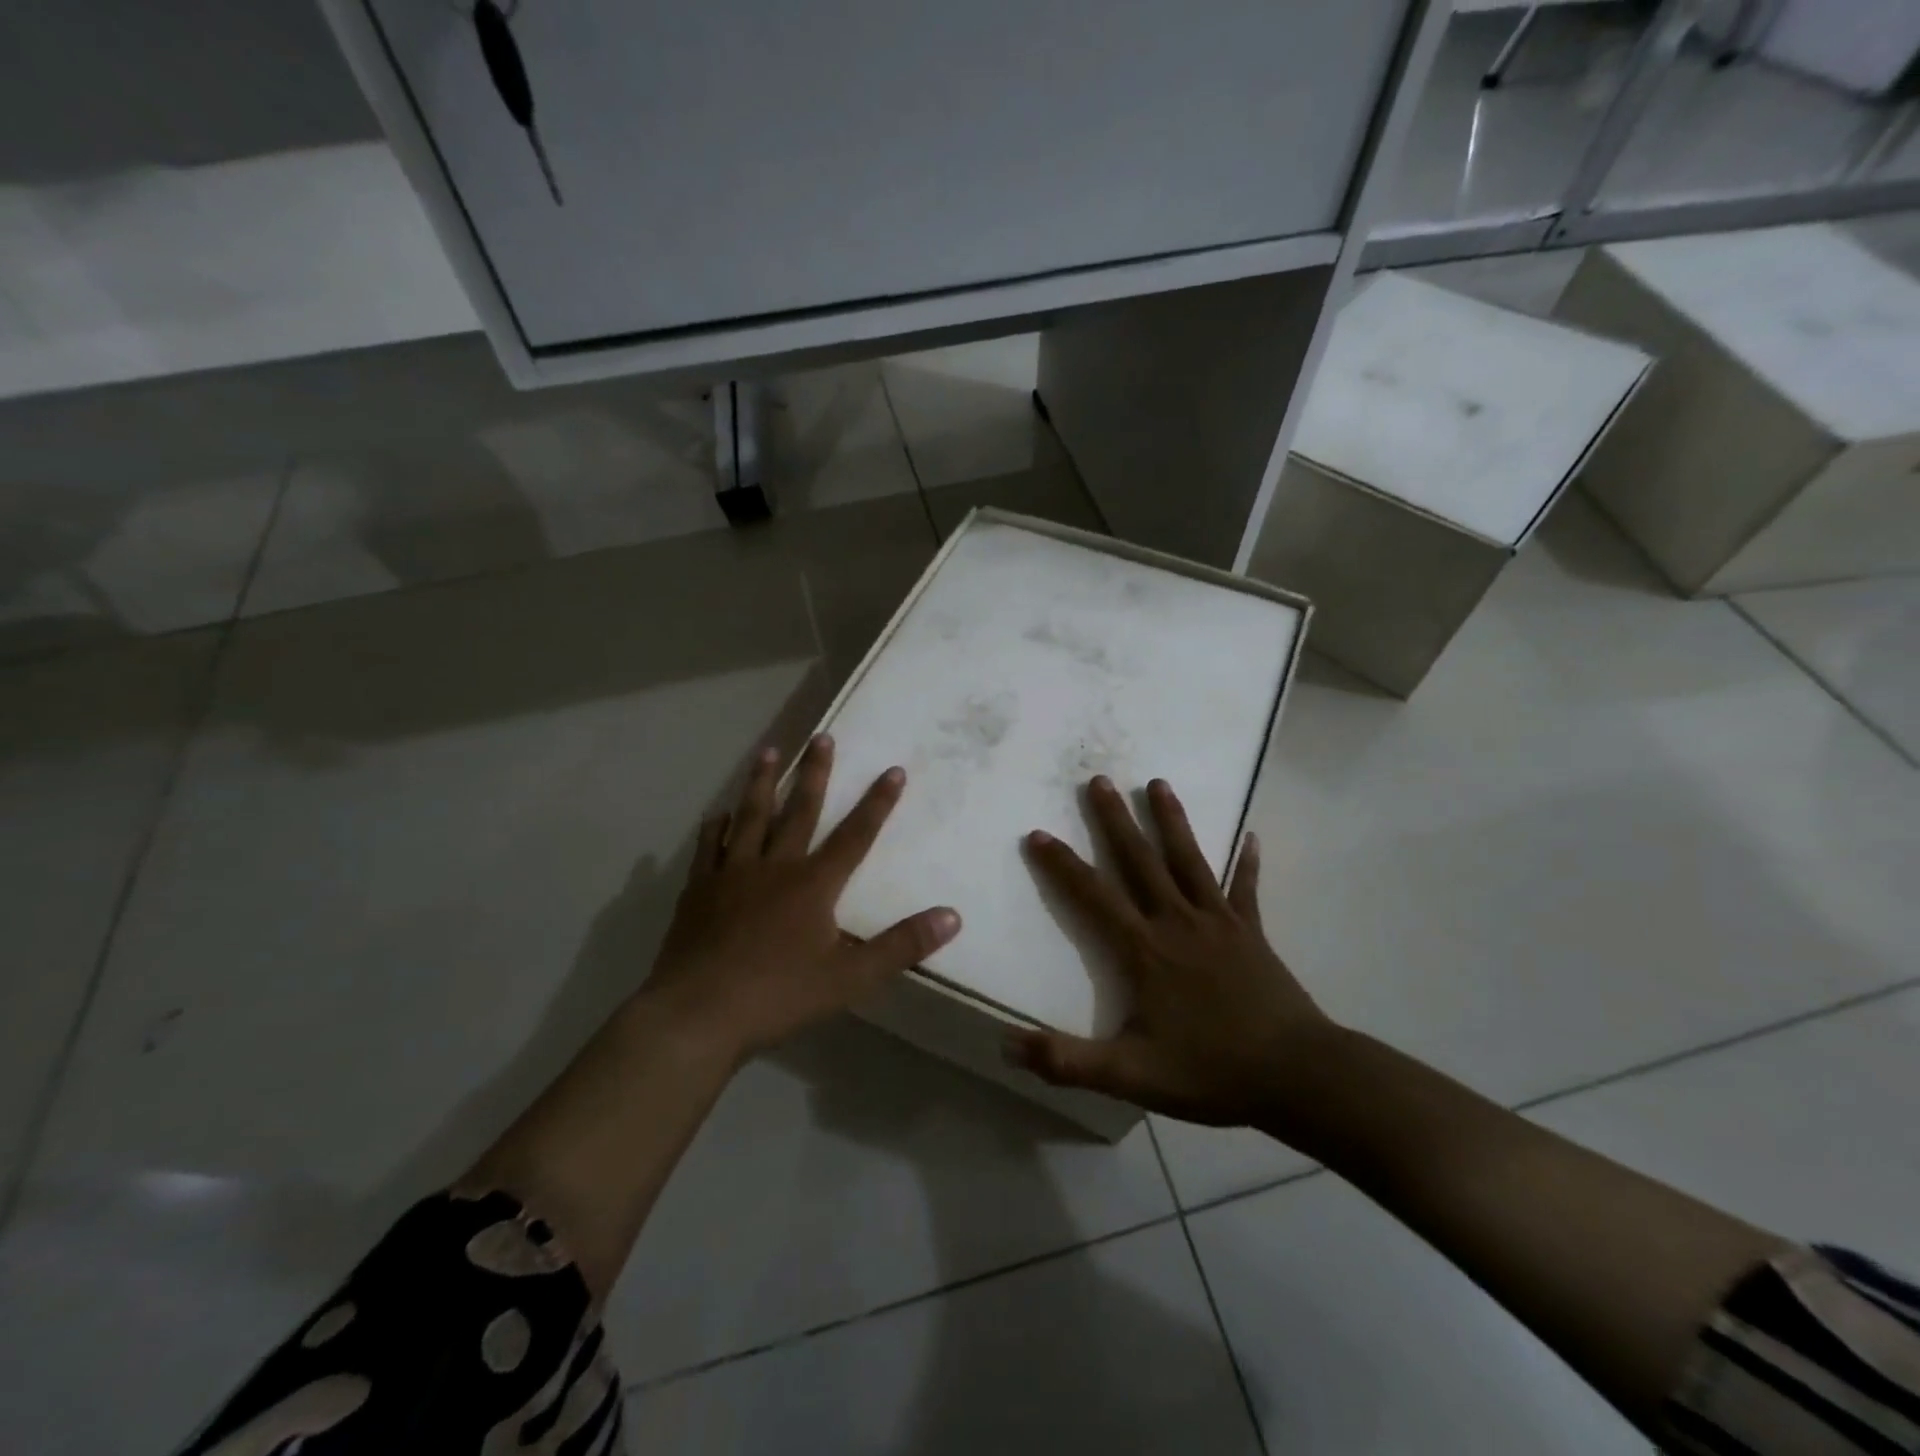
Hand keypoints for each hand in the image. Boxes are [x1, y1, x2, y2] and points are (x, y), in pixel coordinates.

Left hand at [646, 735, 960, 1061]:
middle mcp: (774, 867)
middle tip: (821, 736)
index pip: (855, 835)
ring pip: (750, 817)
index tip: (893, 769)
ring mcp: (731, 874)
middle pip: (799, 811)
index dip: (877, 803)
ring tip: (769, 751)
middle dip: (814, 773)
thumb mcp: (852, 977)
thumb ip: (902, 945)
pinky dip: (716, 827)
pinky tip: (718, 814)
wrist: (698, 1014)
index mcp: (812, 885)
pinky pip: (709, 847)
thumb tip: (952, 916)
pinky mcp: (698, 890)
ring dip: (762, 782)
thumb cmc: (779, 995)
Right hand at [1006, 776, 1339, 1132]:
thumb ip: (1067, 1061)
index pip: (1093, 896)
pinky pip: (1246, 888)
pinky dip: (1247, 862)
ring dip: (1171, 820)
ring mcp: (1219, 922)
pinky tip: (1251, 836)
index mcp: (1144, 950)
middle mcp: (1177, 922)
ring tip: (1157, 783)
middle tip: (1098, 779)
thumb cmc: (1211, 1071)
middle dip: (1115, 819)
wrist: (1298, 1075)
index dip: (1062, 865)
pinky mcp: (1251, 932)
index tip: (1039, 834)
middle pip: (1139, 860)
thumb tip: (1006, 1044)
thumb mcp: (1131, 1075)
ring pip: (1188, 860)